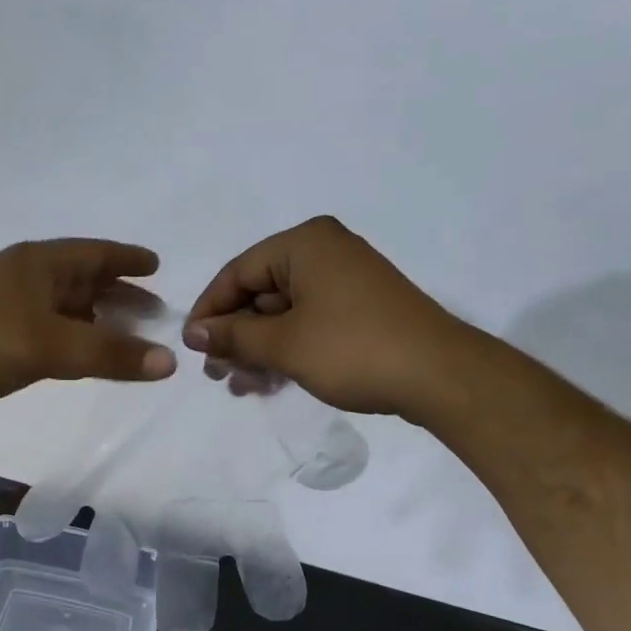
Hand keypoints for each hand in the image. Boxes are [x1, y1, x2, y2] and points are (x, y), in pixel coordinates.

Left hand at [0, 239, 175, 425]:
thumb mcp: (51, 345)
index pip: (94, 253)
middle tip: (152, 311)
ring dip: (95, 321)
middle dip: (118, 293)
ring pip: (63, 310)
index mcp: (37, 264)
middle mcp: (22, 279)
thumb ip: (110, 354)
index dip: (127, 258)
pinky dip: (71, 342)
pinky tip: (80, 358)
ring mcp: (4, 309)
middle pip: (81, 280)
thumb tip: (170, 362)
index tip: (157, 266)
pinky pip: (46, 334)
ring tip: (126, 338)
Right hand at [184, 216, 457, 415]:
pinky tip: (270, 382)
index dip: (209, 311)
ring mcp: (345, 280)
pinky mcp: (359, 309)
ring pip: (283, 312)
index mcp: (304, 244)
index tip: (192, 348)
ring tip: (241, 387)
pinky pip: (308, 322)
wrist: (438, 375)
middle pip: (259, 292)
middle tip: (217, 375)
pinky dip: (286, 349)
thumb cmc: (353, 349)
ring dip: (258, 349)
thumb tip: (193, 333)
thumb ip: (233, 335)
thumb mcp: (283, 344)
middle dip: (235, 336)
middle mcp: (324, 252)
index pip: (237, 272)